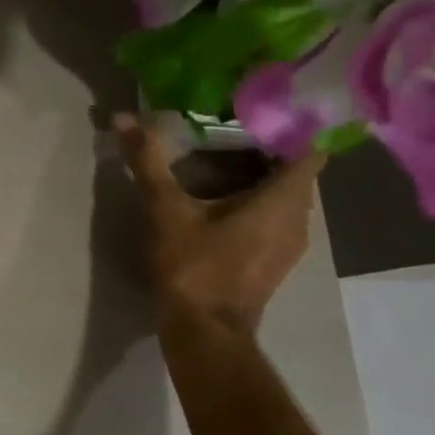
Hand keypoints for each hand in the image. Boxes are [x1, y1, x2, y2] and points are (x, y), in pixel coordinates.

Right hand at [115, 114, 324, 334]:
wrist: (204, 333)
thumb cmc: (193, 267)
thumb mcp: (166, 209)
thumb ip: (148, 162)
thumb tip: (122, 118)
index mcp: (282, 200)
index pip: (311, 148)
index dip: (295, 122)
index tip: (267, 102)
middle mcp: (298, 219)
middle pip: (298, 169)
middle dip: (271, 142)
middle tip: (234, 117)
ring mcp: (289, 243)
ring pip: (287, 193)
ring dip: (263, 171)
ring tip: (226, 149)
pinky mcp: (274, 259)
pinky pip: (276, 214)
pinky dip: (259, 196)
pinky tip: (224, 192)